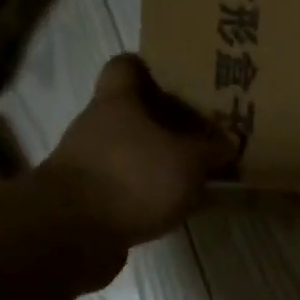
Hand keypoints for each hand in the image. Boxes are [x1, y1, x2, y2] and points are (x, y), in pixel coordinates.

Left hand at [40, 55, 235, 247]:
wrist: (73, 233)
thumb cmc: (134, 178)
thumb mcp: (189, 161)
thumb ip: (211, 150)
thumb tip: (227, 143)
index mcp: (118, 100)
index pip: (127, 65)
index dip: (153, 70)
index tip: (182, 85)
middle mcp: (97, 125)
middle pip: (133, 113)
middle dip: (166, 124)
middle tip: (202, 136)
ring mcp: (88, 163)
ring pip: (130, 152)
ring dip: (157, 162)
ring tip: (194, 177)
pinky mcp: (88, 199)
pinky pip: (125, 187)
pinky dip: (146, 194)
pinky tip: (173, 207)